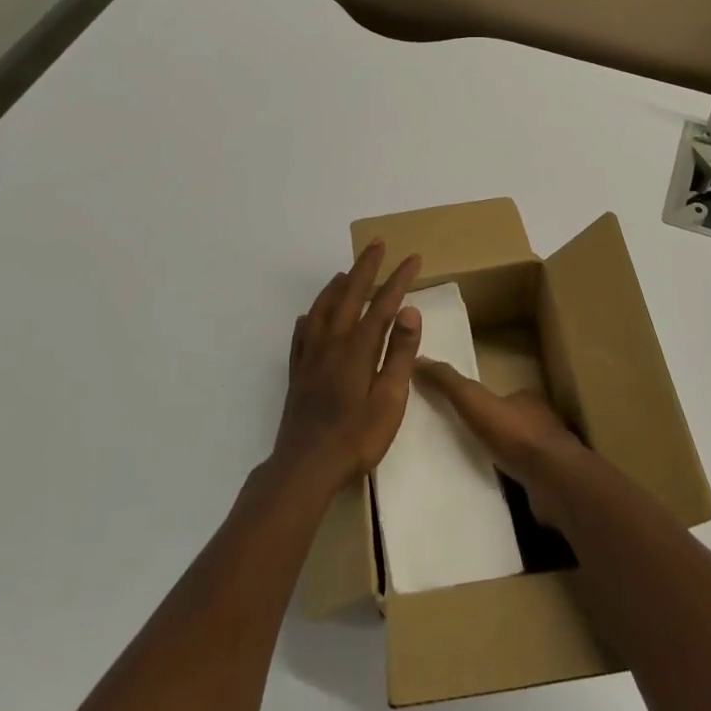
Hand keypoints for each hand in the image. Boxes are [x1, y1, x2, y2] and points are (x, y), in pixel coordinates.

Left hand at [273, 241, 422, 492]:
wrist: (306, 466)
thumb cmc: (356, 437)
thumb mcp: (390, 400)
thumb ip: (400, 354)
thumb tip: (409, 311)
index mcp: (358, 348)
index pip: (383, 304)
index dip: (399, 279)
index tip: (413, 258)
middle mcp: (332, 343)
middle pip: (349, 295)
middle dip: (365, 267)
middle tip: (377, 244)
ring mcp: (310, 357)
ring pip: (322, 310)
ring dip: (336, 286)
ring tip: (345, 272)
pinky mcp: (297, 373)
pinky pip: (301, 335)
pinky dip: (309, 318)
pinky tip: (308, 317)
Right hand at [414, 359, 583, 520]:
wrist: (554, 480)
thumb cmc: (515, 435)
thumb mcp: (474, 401)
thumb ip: (449, 383)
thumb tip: (419, 359)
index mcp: (527, 400)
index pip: (504, 396)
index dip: (485, 403)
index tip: (465, 412)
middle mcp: (543, 423)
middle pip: (513, 423)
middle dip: (493, 431)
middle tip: (466, 442)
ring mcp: (550, 455)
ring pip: (521, 452)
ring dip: (503, 458)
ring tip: (475, 468)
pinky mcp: (552, 484)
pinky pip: (527, 479)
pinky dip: (513, 482)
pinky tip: (495, 490)